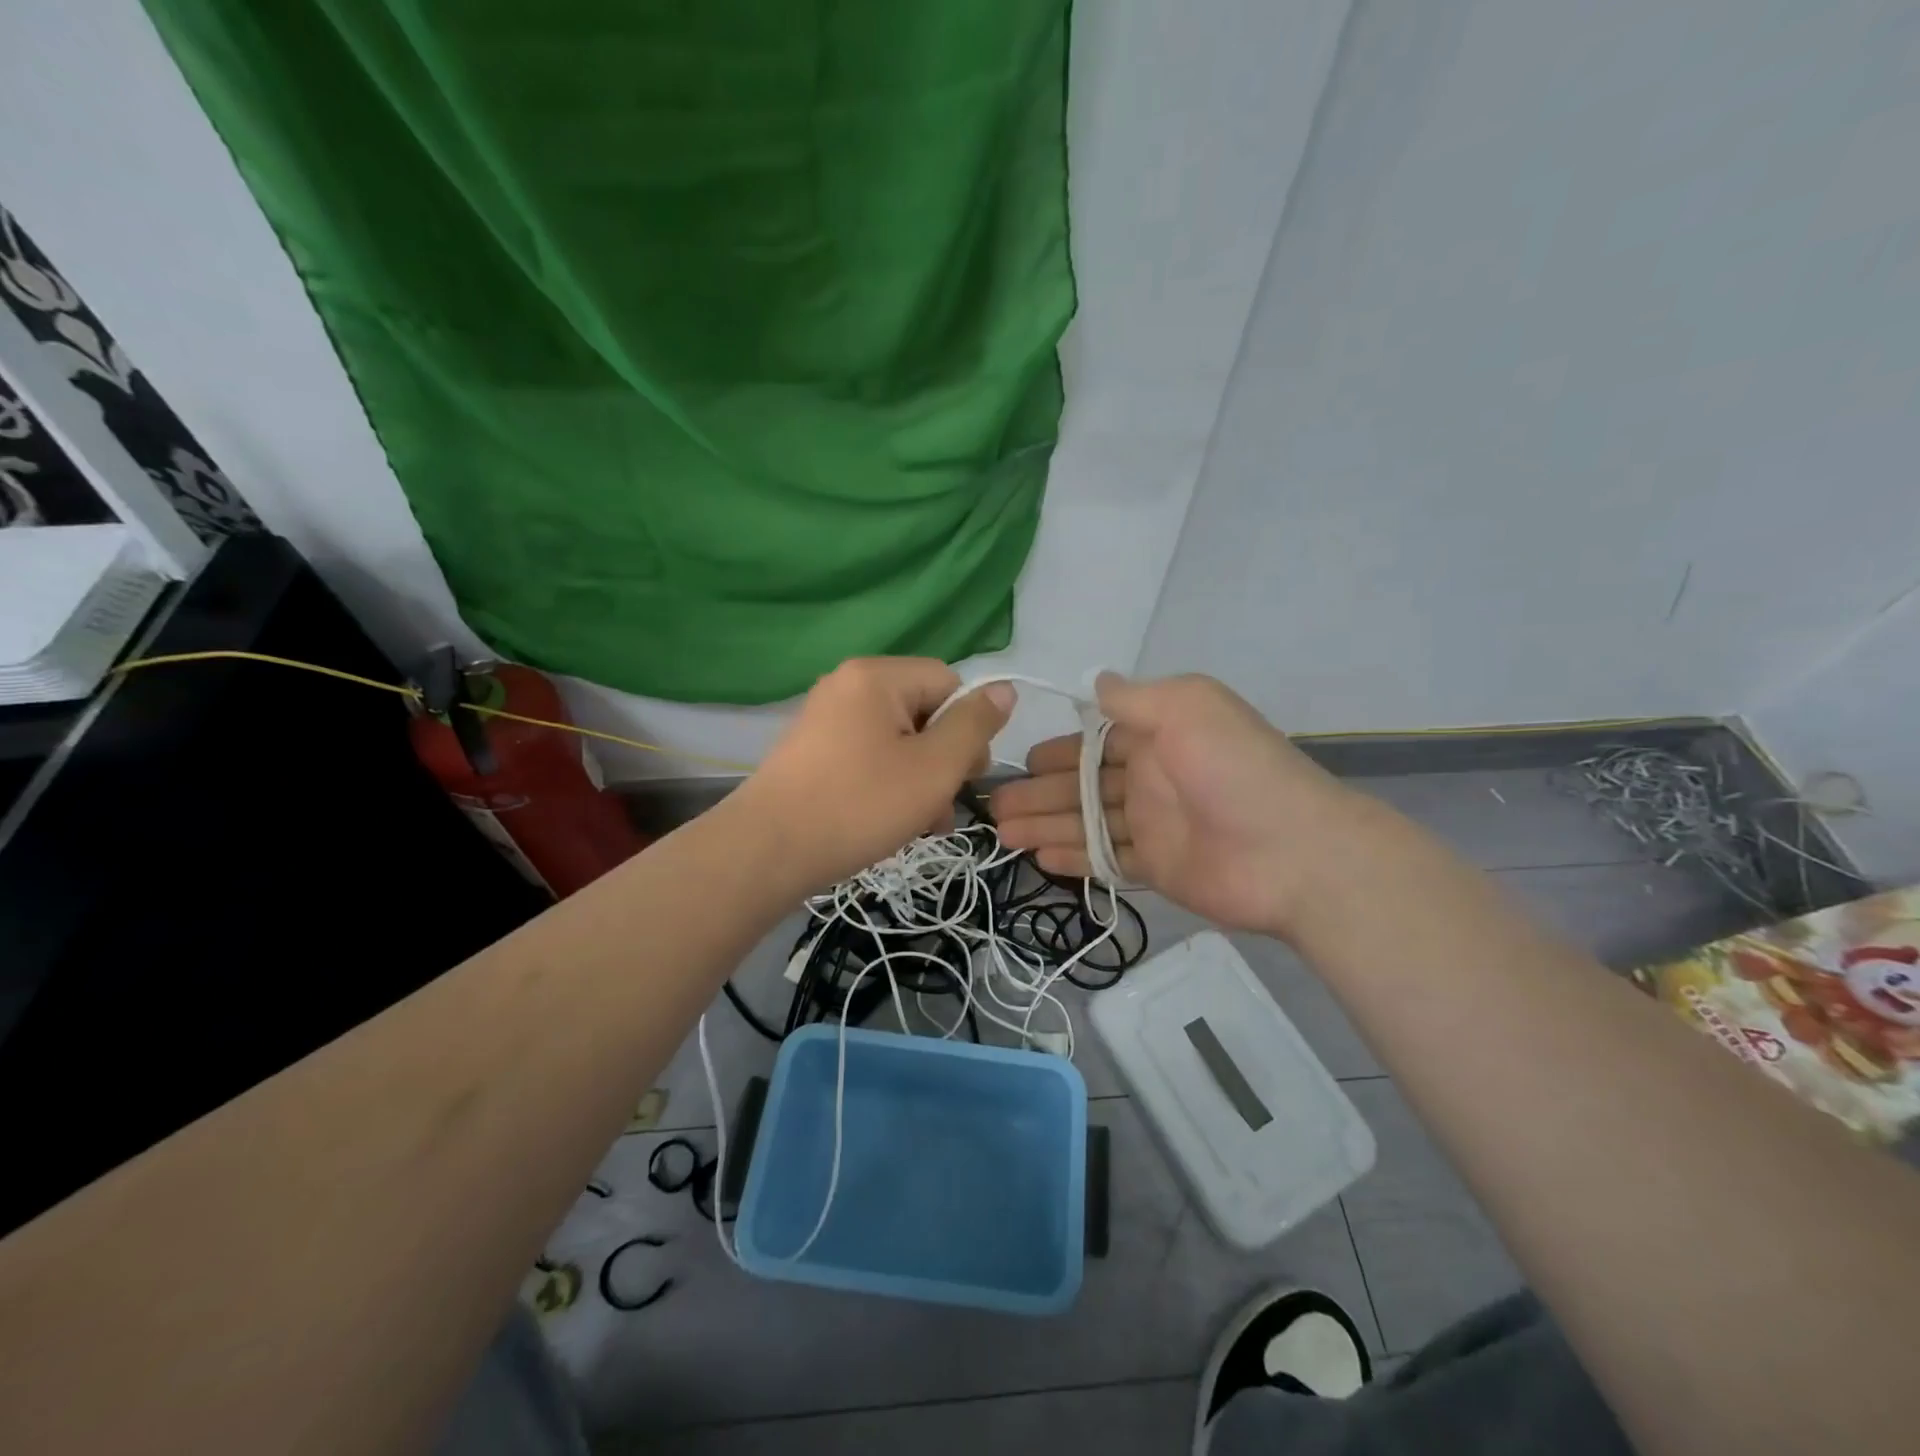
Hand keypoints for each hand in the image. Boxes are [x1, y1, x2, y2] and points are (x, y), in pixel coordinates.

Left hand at [736, 657, 1014, 892]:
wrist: (767, 851)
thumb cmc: (859, 805)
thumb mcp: (934, 767)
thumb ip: (975, 725)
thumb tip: (1004, 689)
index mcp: (877, 676)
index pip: (950, 683)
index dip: (967, 729)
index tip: (964, 776)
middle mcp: (848, 685)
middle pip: (924, 712)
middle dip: (943, 761)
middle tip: (941, 807)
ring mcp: (826, 718)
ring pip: (899, 741)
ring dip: (920, 780)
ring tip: (921, 826)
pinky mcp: (813, 751)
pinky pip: (869, 756)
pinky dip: (888, 784)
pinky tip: (891, 824)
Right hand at [990, 672, 1362, 938]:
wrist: (1293, 853)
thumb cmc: (1234, 770)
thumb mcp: (1187, 708)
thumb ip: (1134, 698)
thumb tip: (1095, 681)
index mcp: (1158, 735)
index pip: (1096, 740)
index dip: (1058, 750)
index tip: (1020, 760)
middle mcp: (1151, 777)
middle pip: (1082, 784)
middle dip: (1038, 793)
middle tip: (994, 807)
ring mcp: (1154, 825)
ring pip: (1086, 823)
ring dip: (1045, 826)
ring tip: (1002, 835)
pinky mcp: (1157, 868)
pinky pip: (1106, 860)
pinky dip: (1074, 859)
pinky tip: (1039, 859)